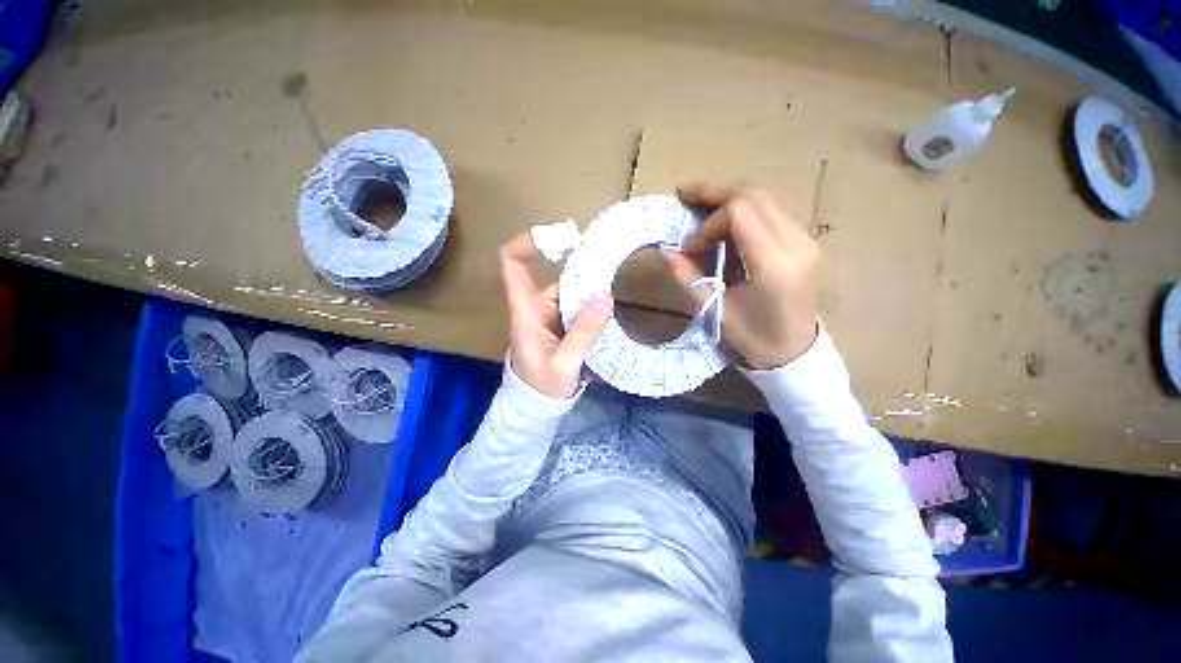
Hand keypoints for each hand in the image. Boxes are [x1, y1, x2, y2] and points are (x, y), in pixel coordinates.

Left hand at [500, 231, 613, 397]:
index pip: (513, 265)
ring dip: (593, 298)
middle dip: (586, 277)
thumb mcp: (564, 363)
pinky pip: (579, 310)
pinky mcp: (562, 327)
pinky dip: (594, 312)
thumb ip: (584, 332)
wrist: (537, 406)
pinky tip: (612, 319)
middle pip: (559, 280)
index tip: (559, 236)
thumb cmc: (542, 386)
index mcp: (527, 311)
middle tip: (615, 277)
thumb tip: (606, 297)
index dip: (527, 243)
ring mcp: (551, 317)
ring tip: (619, 301)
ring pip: (573, 296)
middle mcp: (537, 308)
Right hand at [667, 183, 819, 369]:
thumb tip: (667, 252)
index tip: (691, 248)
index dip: (708, 224)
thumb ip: (690, 278)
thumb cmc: (754, 339)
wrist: (796, 352)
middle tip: (684, 197)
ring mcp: (805, 239)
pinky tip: (724, 225)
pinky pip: (770, 211)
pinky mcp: (803, 241)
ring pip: (764, 198)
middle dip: (714, 193)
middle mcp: (796, 244)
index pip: (740, 213)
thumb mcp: (716, 311)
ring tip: (700, 208)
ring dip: (728, 200)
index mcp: (774, 266)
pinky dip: (743, 212)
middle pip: (754, 195)